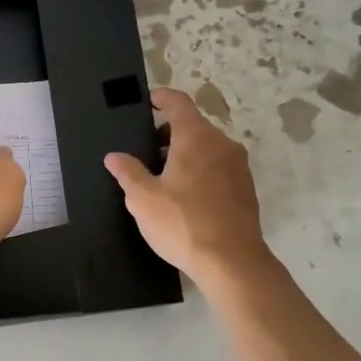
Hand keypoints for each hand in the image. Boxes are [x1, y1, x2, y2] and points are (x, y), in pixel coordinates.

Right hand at [104, 87, 271, 287]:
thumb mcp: (143, 198)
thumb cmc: (183, 223)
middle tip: (146, 151)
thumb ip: (128, 172)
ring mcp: (238, 166)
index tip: (148, 101)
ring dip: (186, 153)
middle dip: (169, 133)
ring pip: (208, 147)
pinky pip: (219, 167)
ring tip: (163, 177)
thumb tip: (114, 157)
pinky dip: (201, 170)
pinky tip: (186, 196)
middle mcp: (222, 144)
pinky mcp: (246, 188)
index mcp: (196, 137)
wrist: (232, 262)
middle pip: (193, 125)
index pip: (178, 102)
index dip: (161, 98)